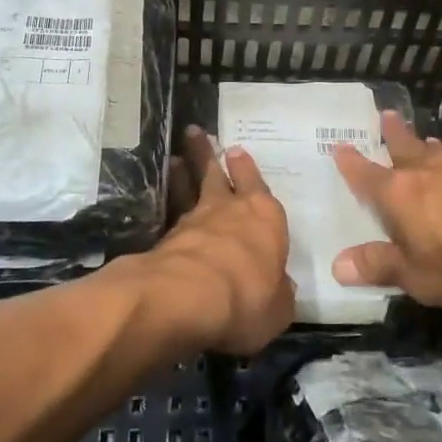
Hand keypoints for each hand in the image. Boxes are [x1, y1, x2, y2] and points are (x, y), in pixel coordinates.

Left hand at [139, 126, 292, 355]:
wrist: (189, 297)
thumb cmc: (248, 297)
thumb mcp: (279, 308)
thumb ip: (279, 293)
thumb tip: (279, 287)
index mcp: (266, 218)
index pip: (258, 187)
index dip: (247, 170)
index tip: (237, 152)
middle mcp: (230, 209)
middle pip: (218, 174)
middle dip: (209, 154)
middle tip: (197, 134)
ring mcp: (195, 219)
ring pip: (189, 187)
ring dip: (183, 172)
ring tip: (176, 158)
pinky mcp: (166, 236)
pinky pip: (170, 210)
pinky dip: (167, 198)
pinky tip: (162, 198)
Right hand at [332, 112, 441, 310]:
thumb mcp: (418, 276)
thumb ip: (380, 267)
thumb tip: (337, 264)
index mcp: (399, 195)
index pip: (367, 176)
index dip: (351, 163)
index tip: (339, 146)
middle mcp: (428, 173)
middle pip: (405, 148)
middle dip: (393, 134)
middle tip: (386, 115)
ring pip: (440, 153)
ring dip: (429, 147)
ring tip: (426, 141)